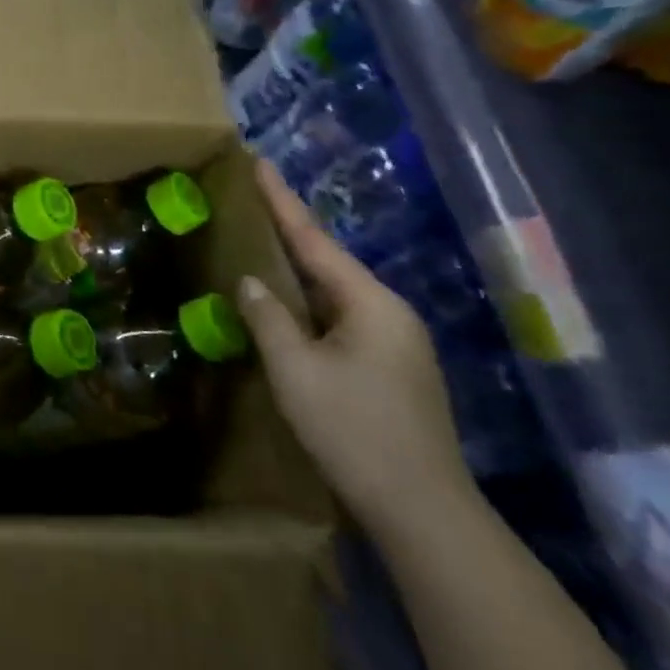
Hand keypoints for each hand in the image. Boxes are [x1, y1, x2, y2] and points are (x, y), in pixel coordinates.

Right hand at [236, 159, 475, 541]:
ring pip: (332, 292)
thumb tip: (250, 281)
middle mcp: (388, 313)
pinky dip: (306, 301)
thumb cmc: (353, 427)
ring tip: (259, 242)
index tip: (260, 163)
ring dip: (295, 268)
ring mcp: (393, 342)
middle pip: (327, 261)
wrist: (420, 506)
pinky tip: (282, 303)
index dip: (282, 201)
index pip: (315, 240)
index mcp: (371, 303)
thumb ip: (268, 318)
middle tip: (251, 199)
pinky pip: (337, 317)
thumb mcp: (295, 369)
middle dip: (288, 230)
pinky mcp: (387, 367)